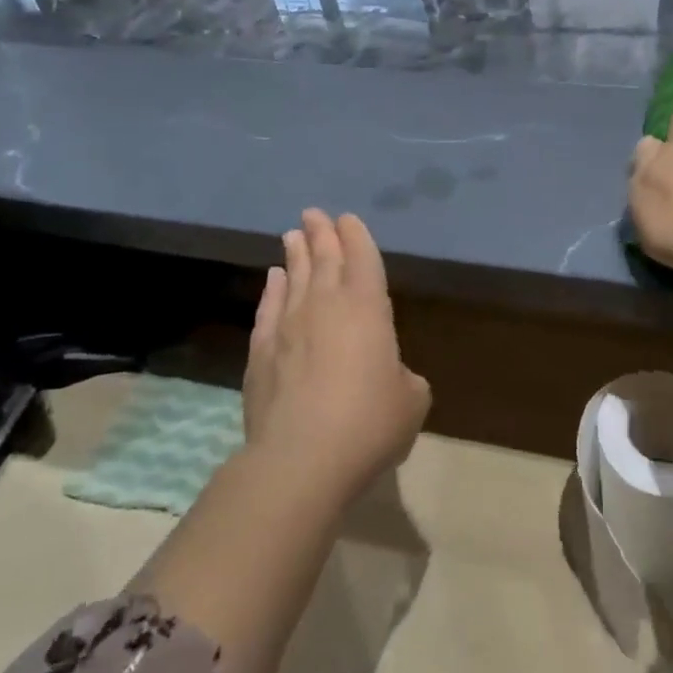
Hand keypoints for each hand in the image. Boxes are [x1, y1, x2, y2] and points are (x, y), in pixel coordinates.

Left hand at [243, 209, 429, 504]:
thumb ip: (405, 378)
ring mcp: (288, 325)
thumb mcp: (411, 401)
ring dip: (296, 253)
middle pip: (324, 258)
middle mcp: (326, 305)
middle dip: (321, 233)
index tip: (347, 219)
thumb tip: (390, 376)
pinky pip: (268, 307)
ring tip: (293, 234)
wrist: (301, 458)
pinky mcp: (261, 351)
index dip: (357, 236)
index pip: (363, 258)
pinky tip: (273, 278)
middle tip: (314, 214)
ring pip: (294, 276)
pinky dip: (272, 289)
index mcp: (368, 308)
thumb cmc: (369, 424)